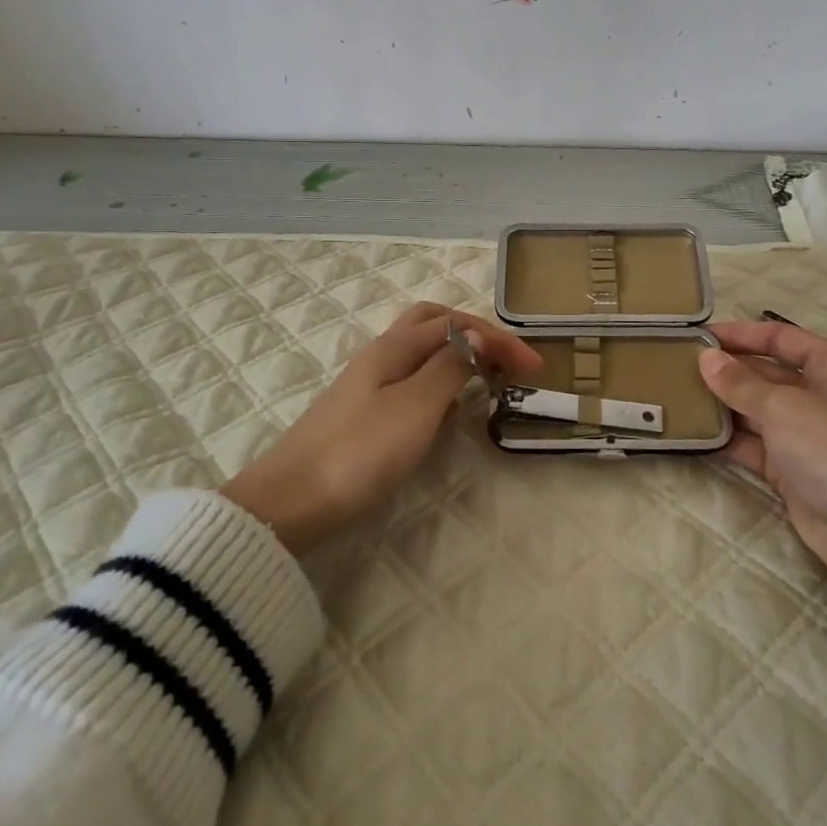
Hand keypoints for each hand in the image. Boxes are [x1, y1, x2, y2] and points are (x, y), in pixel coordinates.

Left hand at [222, 303, 540, 554]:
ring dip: (456, 351)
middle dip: (474, 331)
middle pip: (432, 322)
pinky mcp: (362, 411)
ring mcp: (368, 383)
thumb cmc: (359, 452)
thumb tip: (478, 336)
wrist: (289, 503)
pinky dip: (438, 376)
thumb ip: (450, 367)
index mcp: (395, 347)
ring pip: (420, 349)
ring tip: (485, 376)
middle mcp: (381, 354)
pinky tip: (445, 403)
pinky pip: (410, 375)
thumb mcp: (415, 407)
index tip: (536, 366)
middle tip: (505, 358)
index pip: (457, 325)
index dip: (499, 339)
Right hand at [699, 321, 826, 602]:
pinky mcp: (793, 469)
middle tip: (677, 365)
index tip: (699, 335)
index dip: (740, 334)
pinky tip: (694, 430)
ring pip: (756, 409)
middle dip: (726, 370)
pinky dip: (728, 438)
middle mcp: (821, 394)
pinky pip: (754, 444)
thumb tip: (706, 359)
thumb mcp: (782, 406)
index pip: (780, 338)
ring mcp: (806, 434)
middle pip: (766, 373)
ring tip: (677, 394)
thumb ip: (739, 382)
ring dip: (722, 404)